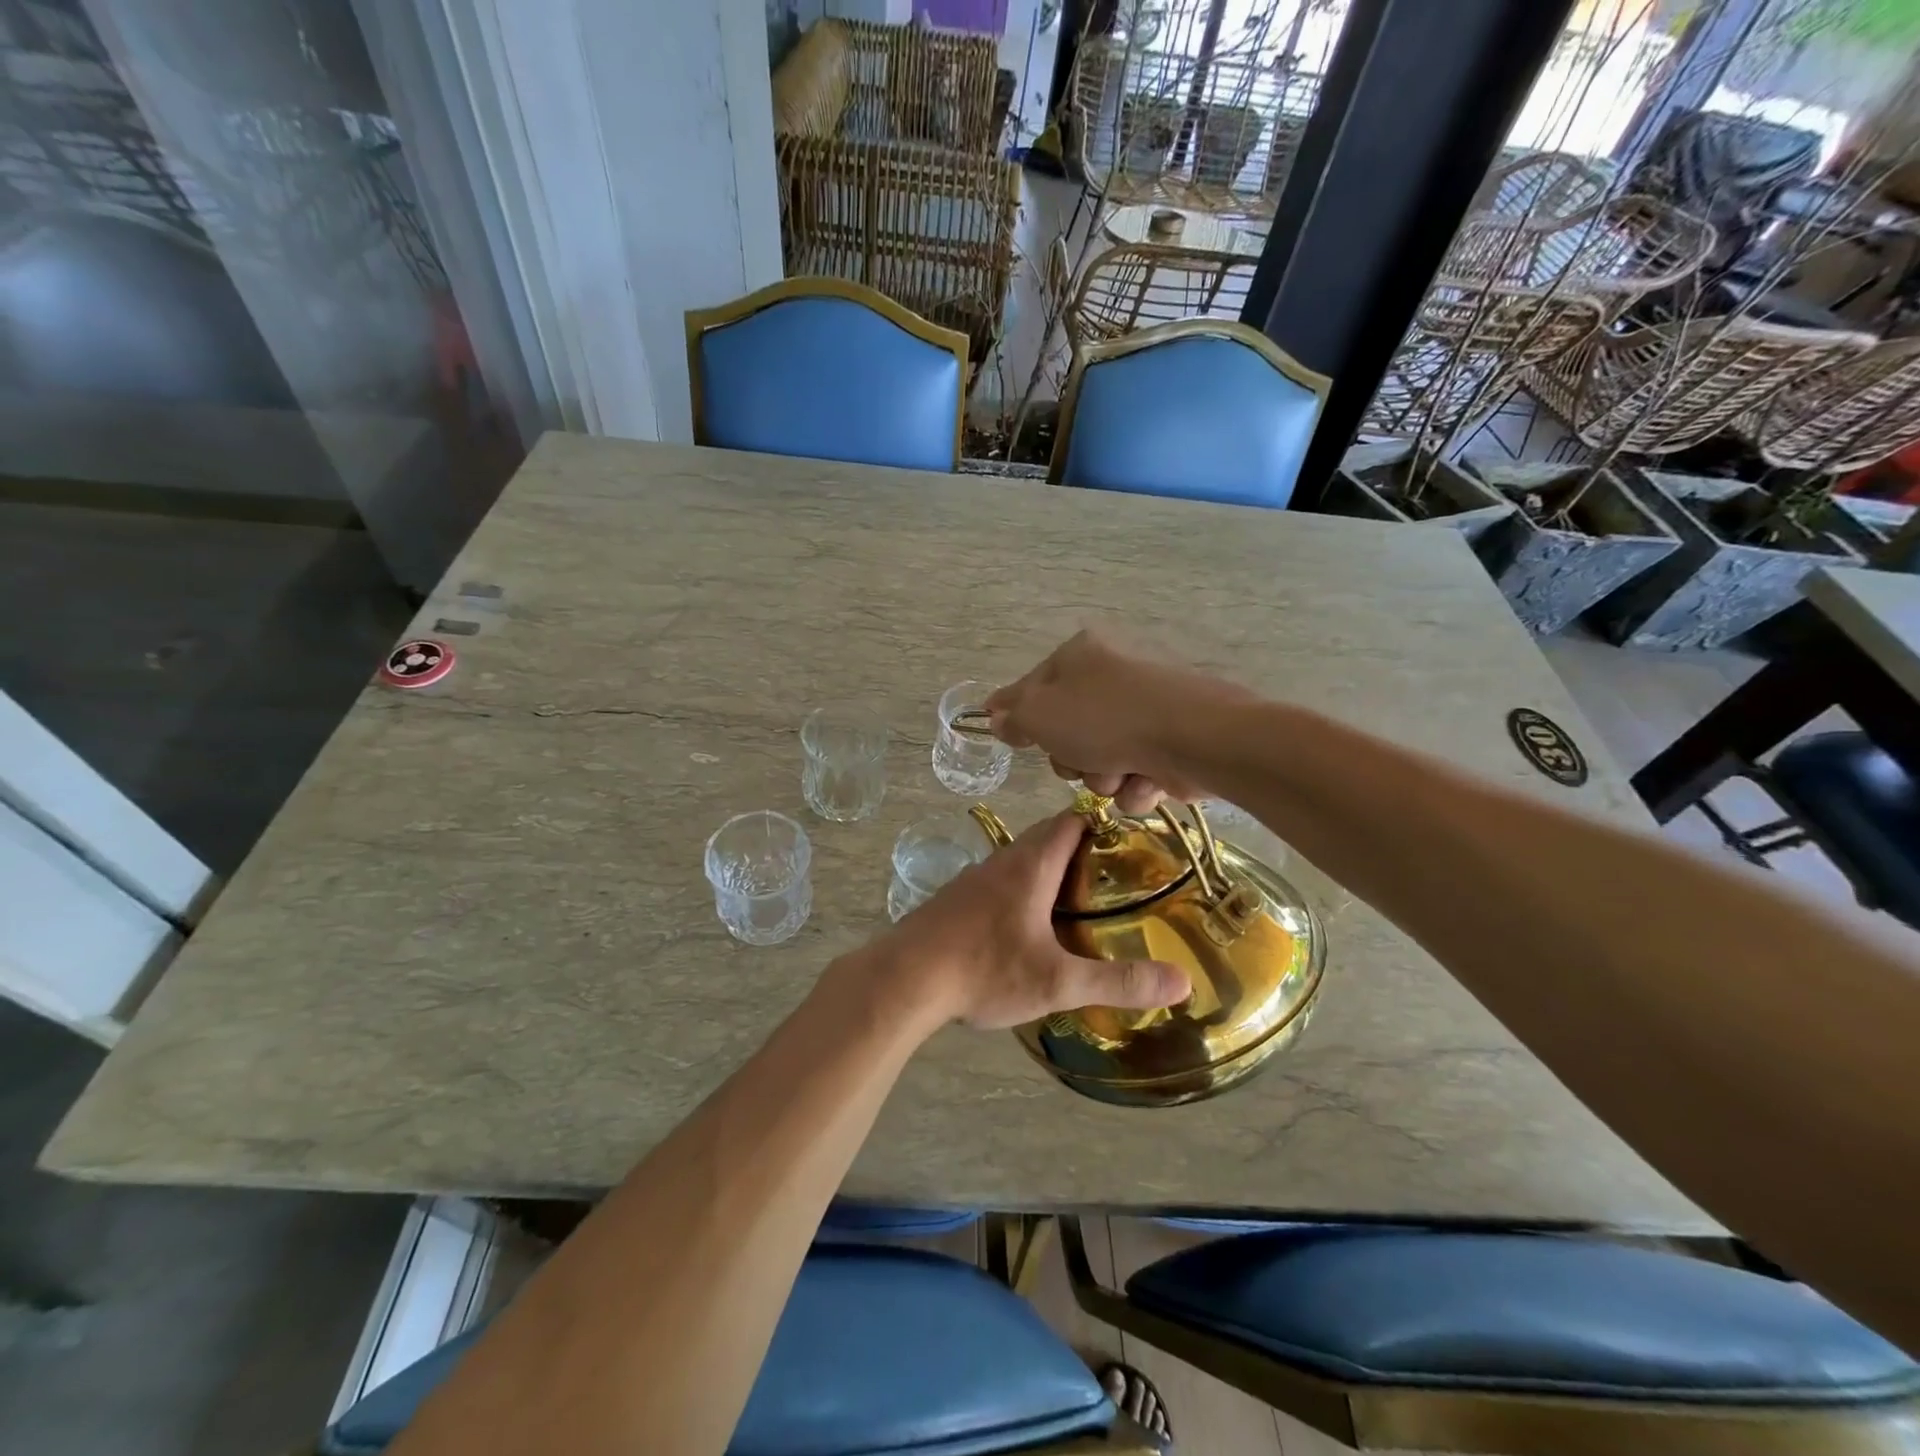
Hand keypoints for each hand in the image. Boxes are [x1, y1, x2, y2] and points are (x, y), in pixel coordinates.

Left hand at [867, 812, 1188, 1030]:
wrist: (903, 979)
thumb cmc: (985, 969)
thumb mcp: (1057, 981)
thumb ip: (1119, 982)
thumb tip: (1181, 983)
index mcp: (1030, 865)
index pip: (1071, 820)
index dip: (1102, 823)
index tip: (1131, 841)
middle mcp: (1001, 862)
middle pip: (1047, 838)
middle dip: (1081, 850)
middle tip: (1114, 879)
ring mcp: (973, 880)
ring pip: (1020, 862)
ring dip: (1049, 872)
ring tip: (1078, 904)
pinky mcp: (955, 902)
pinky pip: (998, 884)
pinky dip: (1021, 892)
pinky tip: (1028, 928)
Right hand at [985, 630, 1243, 812]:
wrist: (1192, 738)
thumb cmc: (1104, 719)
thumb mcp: (1040, 714)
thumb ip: (1012, 715)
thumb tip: (995, 716)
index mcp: (1080, 655)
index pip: (1033, 686)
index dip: (1020, 716)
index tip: (1012, 738)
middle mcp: (1113, 675)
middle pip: (1068, 730)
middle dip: (1071, 759)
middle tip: (1078, 760)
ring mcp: (1145, 709)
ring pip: (1102, 759)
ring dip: (1103, 777)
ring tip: (1120, 773)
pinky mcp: (1172, 742)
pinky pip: (1136, 772)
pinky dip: (1137, 784)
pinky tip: (1146, 780)